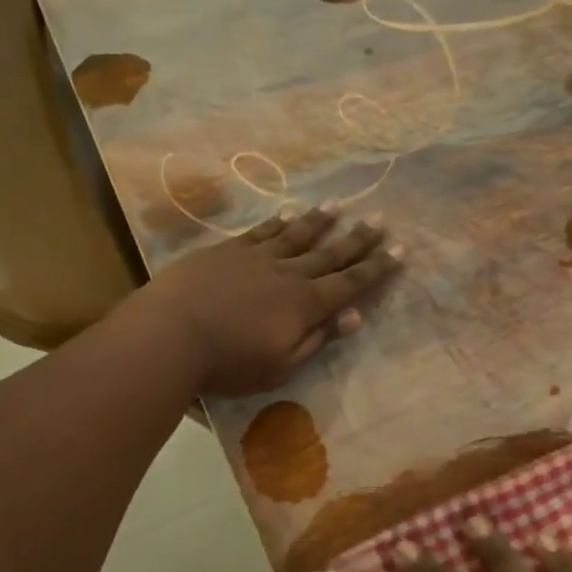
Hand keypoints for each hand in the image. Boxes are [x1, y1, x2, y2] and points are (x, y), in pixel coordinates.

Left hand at [144, 207, 401, 394]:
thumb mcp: (281, 365)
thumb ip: (318, 339)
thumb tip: (354, 317)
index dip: (378, 268)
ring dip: (321, 221)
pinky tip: (287, 213)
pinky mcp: (228, 250)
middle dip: (359, 238)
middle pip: (331, 253)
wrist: (171, 333)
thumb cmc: (228, 362)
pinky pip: (261, 232)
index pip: (351, 284)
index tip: (400, 250)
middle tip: (380, 218)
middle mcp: (289, 274)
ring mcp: (258, 257)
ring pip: (297, 234)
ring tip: (340, 205)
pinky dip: (278, 222)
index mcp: (306, 304)